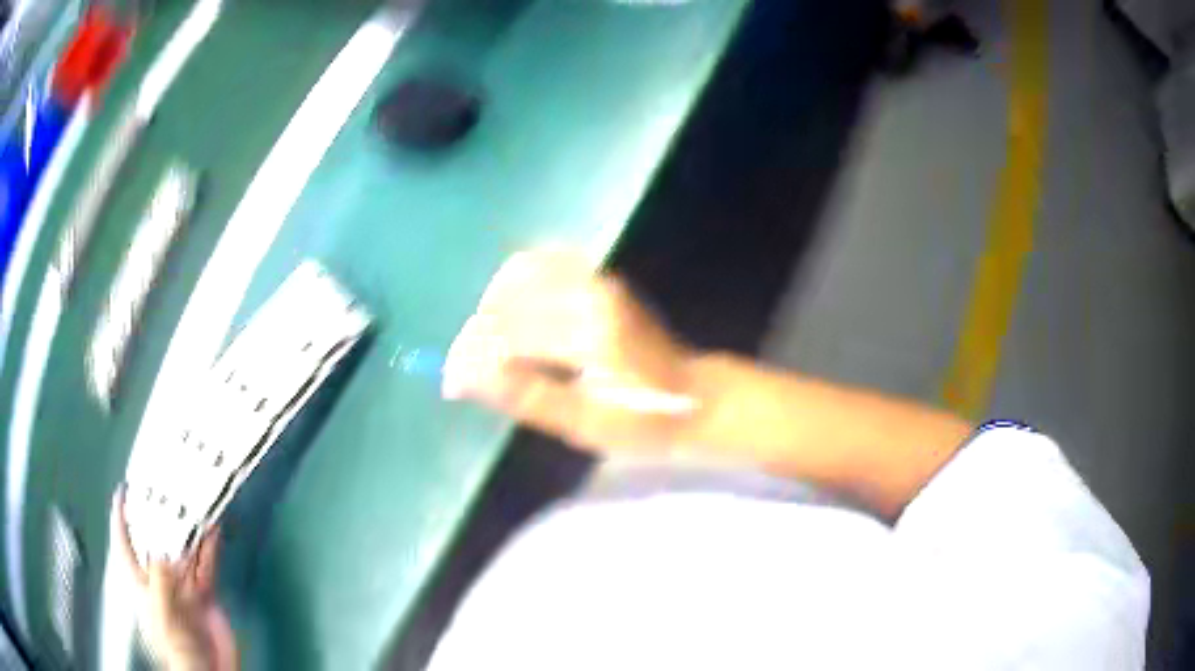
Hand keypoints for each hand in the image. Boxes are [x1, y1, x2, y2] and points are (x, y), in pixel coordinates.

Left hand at [110, 489, 238, 670]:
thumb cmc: (177, 645)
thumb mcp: (163, 614)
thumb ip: (160, 581)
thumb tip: (161, 548)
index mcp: (142, 583)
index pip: (125, 545)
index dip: (121, 518)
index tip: (123, 490)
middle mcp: (160, 579)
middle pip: (156, 540)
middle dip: (159, 515)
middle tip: (165, 484)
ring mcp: (183, 586)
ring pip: (183, 549)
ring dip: (188, 527)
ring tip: (192, 498)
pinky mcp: (205, 593)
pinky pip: (206, 564)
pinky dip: (210, 546)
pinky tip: (213, 527)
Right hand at [443, 249, 696, 451]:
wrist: (695, 396)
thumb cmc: (643, 420)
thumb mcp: (585, 423)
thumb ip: (526, 395)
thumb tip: (466, 377)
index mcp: (589, 331)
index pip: (507, 332)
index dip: (472, 357)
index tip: (451, 382)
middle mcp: (591, 293)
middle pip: (509, 299)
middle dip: (478, 334)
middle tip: (466, 368)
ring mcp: (597, 280)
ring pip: (521, 273)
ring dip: (494, 306)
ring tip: (488, 345)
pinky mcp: (600, 278)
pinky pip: (543, 264)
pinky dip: (515, 285)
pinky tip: (513, 316)